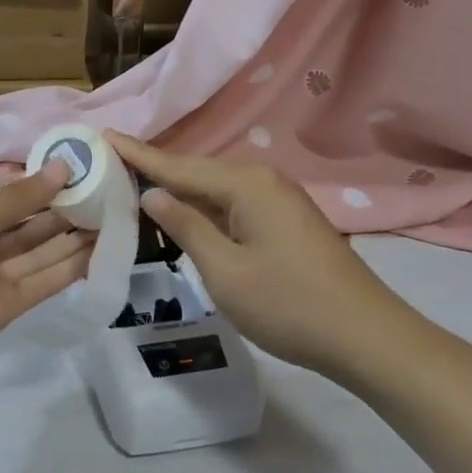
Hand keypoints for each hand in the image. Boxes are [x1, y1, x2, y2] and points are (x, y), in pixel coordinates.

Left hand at [0, 165, 93, 402]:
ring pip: (41, 252)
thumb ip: (18, 199)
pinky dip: (70, 268)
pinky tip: (99, 251)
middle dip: (65, 210)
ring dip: (74, 237)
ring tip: (114, 217)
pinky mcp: (9, 307)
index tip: (83, 170)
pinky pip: (43, 281)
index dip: (44, 185)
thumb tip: (63, 166)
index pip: (11, 198)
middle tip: (109, 193)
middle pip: (30, 224)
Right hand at [106, 133, 425, 384]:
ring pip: (215, 188)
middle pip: (196, 171)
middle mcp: (262, 179)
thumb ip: (185, 226)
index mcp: (245, 184)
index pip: (177, 165)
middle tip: (111, 163)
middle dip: (155, 169)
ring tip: (136, 184)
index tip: (103, 134)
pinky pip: (233, 203)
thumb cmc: (288, 305)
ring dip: (179, 190)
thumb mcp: (224, 270)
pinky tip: (183, 213)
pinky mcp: (286, 220)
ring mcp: (278, 199)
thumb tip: (152, 194)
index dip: (138, 154)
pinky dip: (204, 207)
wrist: (368, 338)